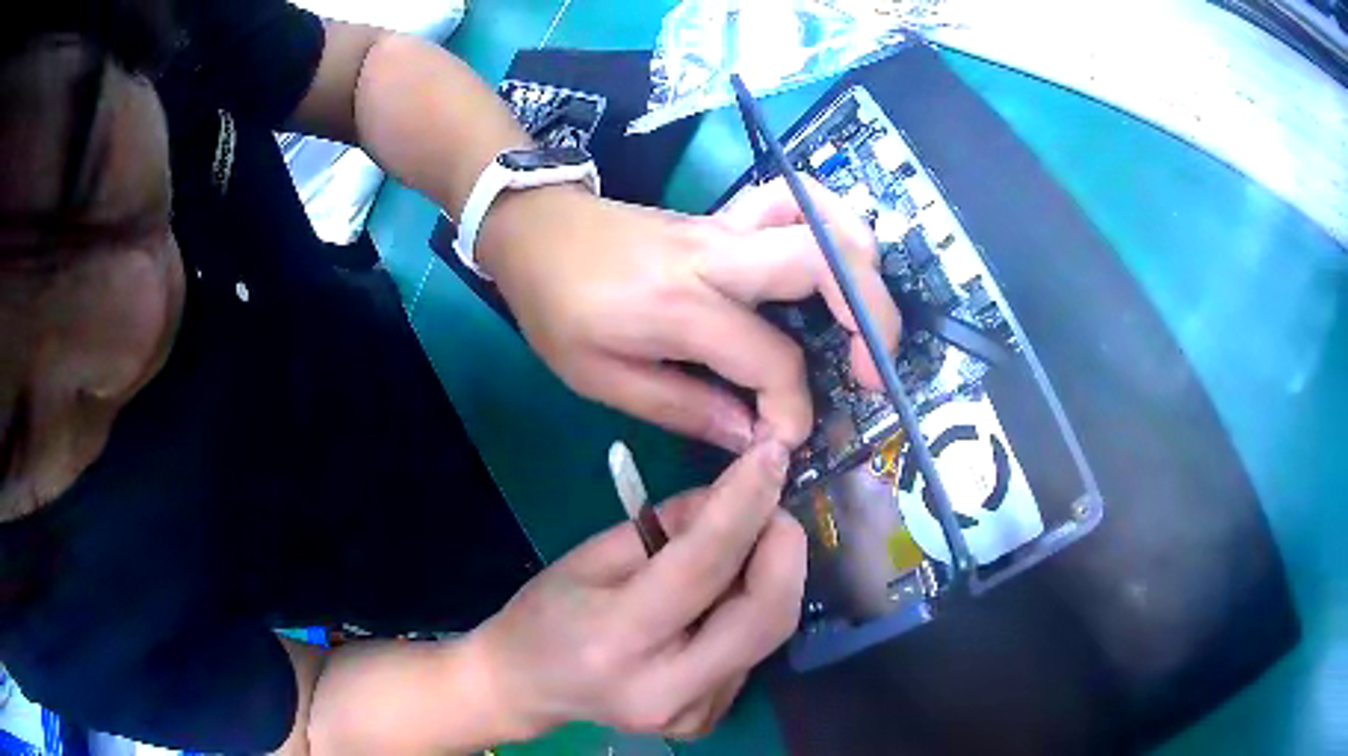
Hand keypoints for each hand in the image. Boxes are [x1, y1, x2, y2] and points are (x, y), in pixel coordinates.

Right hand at [468, 440, 804, 739]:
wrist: (528, 689)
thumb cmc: (546, 615)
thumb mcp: (590, 556)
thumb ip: (668, 529)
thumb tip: (734, 498)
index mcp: (616, 640)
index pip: (702, 567)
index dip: (745, 505)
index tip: (773, 455)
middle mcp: (665, 688)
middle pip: (766, 615)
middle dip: (785, 548)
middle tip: (771, 506)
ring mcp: (693, 713)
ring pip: (769, 633)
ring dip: (772, 576)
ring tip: (745, 545)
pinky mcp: (709, 719)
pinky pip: (753, 652)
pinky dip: (751, 610)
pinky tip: (721, 598)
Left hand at [478, 178, 900, 450]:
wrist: (537, 230)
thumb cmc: (557, 306)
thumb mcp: (600, 377)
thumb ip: (683, 408)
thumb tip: (753, 437)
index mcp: (681, 305)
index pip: (771, 360)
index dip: (792, 411)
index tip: (785, 442)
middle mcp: (718, 256)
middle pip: (824, 262)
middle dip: (871, 321)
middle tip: (874, 373)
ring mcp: (727, 227)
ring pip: (821, 218)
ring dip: (863, 265)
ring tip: (869, 320)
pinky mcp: (728, 216)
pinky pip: (794, 203)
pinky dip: (830, 225)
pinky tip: (835, 261)